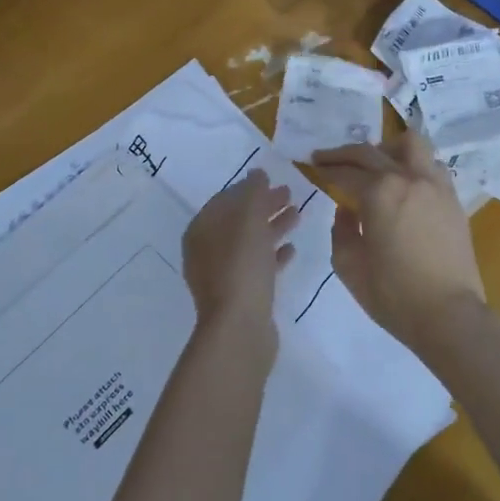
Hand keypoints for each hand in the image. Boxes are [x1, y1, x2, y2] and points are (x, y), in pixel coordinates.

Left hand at [181, 169, 298, 343]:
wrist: (240, 327)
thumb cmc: (241, 265)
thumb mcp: (249, 219)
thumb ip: (253, 192)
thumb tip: (256, 173)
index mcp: (201, 229)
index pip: (225, 199)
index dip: (249, 187)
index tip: (273, 180)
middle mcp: (206, 250)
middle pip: (238, 220)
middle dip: (263, 206)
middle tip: (290, 194)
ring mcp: (222, 275)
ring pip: (250, 243)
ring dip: (272, 227)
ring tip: (298, 216)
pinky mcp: (240, 295)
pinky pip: (257, 267)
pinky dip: (273, 255)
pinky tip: (292, 249)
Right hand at [312, 132, 486, 351]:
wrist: (449, 315)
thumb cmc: (393, 295)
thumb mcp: (349, 266)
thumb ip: (340, 231)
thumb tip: (346, 211)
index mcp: (379, 193)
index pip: (345, 171)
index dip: (326, 167)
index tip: (313, 164)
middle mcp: (407, 178)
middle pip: (370, 151)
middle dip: (344, 153)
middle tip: (328, 158)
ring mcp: (435, 185)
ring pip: (411, 144)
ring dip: (386, 148)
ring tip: (375, 164)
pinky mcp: (452, 199)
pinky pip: (431, 165)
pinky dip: (413, 165)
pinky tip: (404, 184)